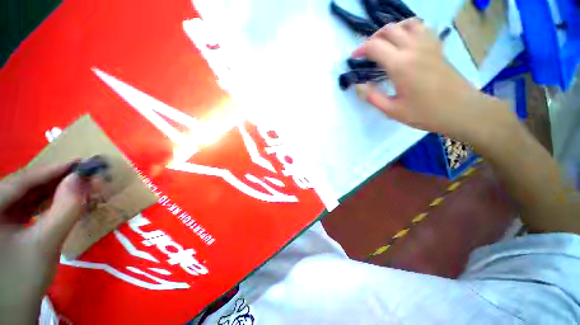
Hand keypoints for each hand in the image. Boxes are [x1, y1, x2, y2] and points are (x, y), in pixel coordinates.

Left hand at [0, 162, 91, 323]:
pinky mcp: (2, 226)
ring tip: (75, 185)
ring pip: (24, 195)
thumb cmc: (24, 278)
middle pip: (22, 186)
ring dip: (51, 190)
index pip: (22, 180)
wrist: (13, 309)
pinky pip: (24, 207)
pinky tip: (59, 201)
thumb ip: (65, 209)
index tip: (81, 162)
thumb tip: (84, 179)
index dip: (52, 169)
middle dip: (53, 179)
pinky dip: (44, 203)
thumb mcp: (46, 244)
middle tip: (82, 173)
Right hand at [354, 18, 509, 142]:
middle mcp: (413, 48)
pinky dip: (410, 28)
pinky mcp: (437, 47)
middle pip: (390, 30)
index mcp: (400, 65)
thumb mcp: (393, 111)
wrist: (461, 110)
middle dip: (373, 37)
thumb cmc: (425, 113)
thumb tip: (359, 86)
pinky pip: (423, 28)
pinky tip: (406, 40)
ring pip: (407, 23)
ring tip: (385, 42)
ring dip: (392, 29)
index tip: (354, 57)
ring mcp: (428, 45)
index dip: (361, 49)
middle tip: (367, 51)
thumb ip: (373, 97)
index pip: (375, 46)